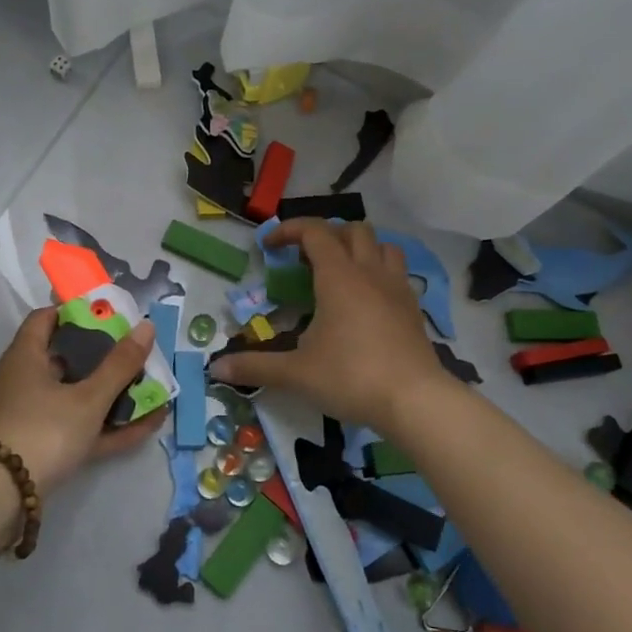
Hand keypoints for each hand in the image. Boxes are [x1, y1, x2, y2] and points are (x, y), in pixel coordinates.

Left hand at [0, 309, 164, 497]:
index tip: (109, 314)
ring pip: (78, 395)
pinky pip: (83, 427)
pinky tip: (149, 424)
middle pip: (68, 357)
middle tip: (137, 351)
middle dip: (104, 355)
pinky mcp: (44, 447)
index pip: (47, 318)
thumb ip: (119, 365)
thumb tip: (146, 326)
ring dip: (113, 392)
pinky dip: (111, 425)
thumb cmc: (42, 430)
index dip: (76, 311)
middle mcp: (27, 381)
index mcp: (27, 356)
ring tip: (151, 387)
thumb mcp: (88, 398)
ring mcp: (34, 416)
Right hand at [209, 220, 452, 429]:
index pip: (315, 231)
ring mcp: (397, 289)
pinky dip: (379, 272)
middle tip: (305, 259)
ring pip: (383, 246)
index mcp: (338, 277)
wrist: (415, 401)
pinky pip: (397, 273)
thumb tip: (216, 369)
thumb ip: (256, 366)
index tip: (270, 246)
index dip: (290, 230)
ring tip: (341, 271)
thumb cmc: (351, 377)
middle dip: (326, 235)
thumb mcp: (296, 373)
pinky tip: (367, 301)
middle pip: (353, 230)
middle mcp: (369, 273)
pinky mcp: (414, 309)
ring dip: (360, 248)